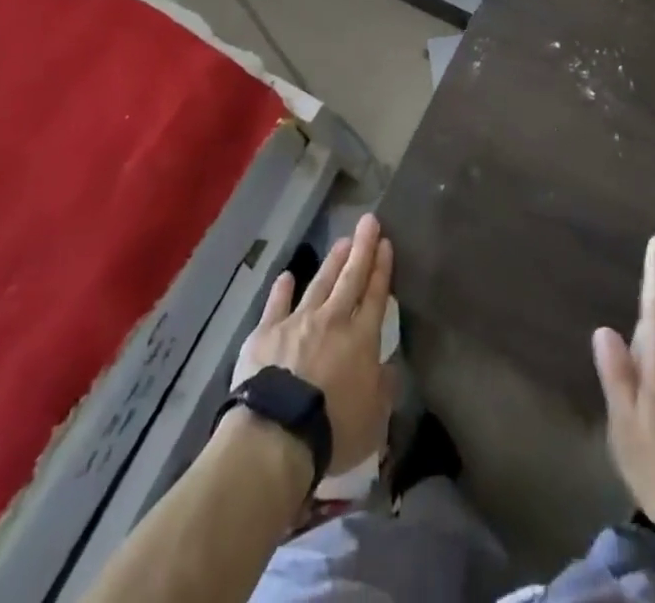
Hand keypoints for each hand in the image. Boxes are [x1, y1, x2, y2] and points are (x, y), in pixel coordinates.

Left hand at [234, 213, 393, 474]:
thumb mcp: (374, 419)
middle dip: (362, 248)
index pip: (375, 295)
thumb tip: (387, 367)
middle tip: (369, 221)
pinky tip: (286, 276)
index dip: (382, 268)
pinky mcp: (266, 332)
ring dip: (332, 262)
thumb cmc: (333, 430)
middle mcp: (332, 320)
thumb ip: (384, 388)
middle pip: (351, 278)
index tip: (385, 242)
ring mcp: (298, 322)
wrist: (277, 433)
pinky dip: (282, 289)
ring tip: (342, 241)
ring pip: (319, 283)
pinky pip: (277, 304)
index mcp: (361, 338)